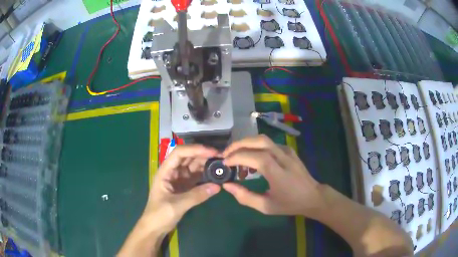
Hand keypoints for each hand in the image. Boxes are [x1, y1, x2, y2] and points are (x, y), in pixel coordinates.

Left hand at [144, 144, 221, 232]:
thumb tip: (217, 186)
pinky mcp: (185, 187)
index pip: (179, 153)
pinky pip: (196, 177)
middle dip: (203, 154)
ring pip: (193, 166)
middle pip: (188, 157)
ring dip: (205, 163)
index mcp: (165, 171)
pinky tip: (215, 175)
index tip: (211, 152)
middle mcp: (172, 172)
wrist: (155, 228)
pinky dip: (205, 175)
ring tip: (221, 164)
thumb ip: (196, 195)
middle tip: (221, 157)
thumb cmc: (160, 215)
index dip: (195, 149)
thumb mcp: (177, 205)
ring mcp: (179, 179)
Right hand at [222, 135, 323, 217]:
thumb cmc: (289, 204)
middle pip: (259, 141)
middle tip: (226, 154)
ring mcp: (287, 151)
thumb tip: (227, 185)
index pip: (255, 157)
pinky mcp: (289, 150)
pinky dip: (257, 147)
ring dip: (247, 144)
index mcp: (278, 172)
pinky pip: (270, 144)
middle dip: (239, 145)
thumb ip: (245, 196)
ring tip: (237, 158)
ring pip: (263, 139)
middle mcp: (283, 157)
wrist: (312, 197)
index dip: (237, 157)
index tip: (224, 163)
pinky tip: (253, 160)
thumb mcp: (265, 206)